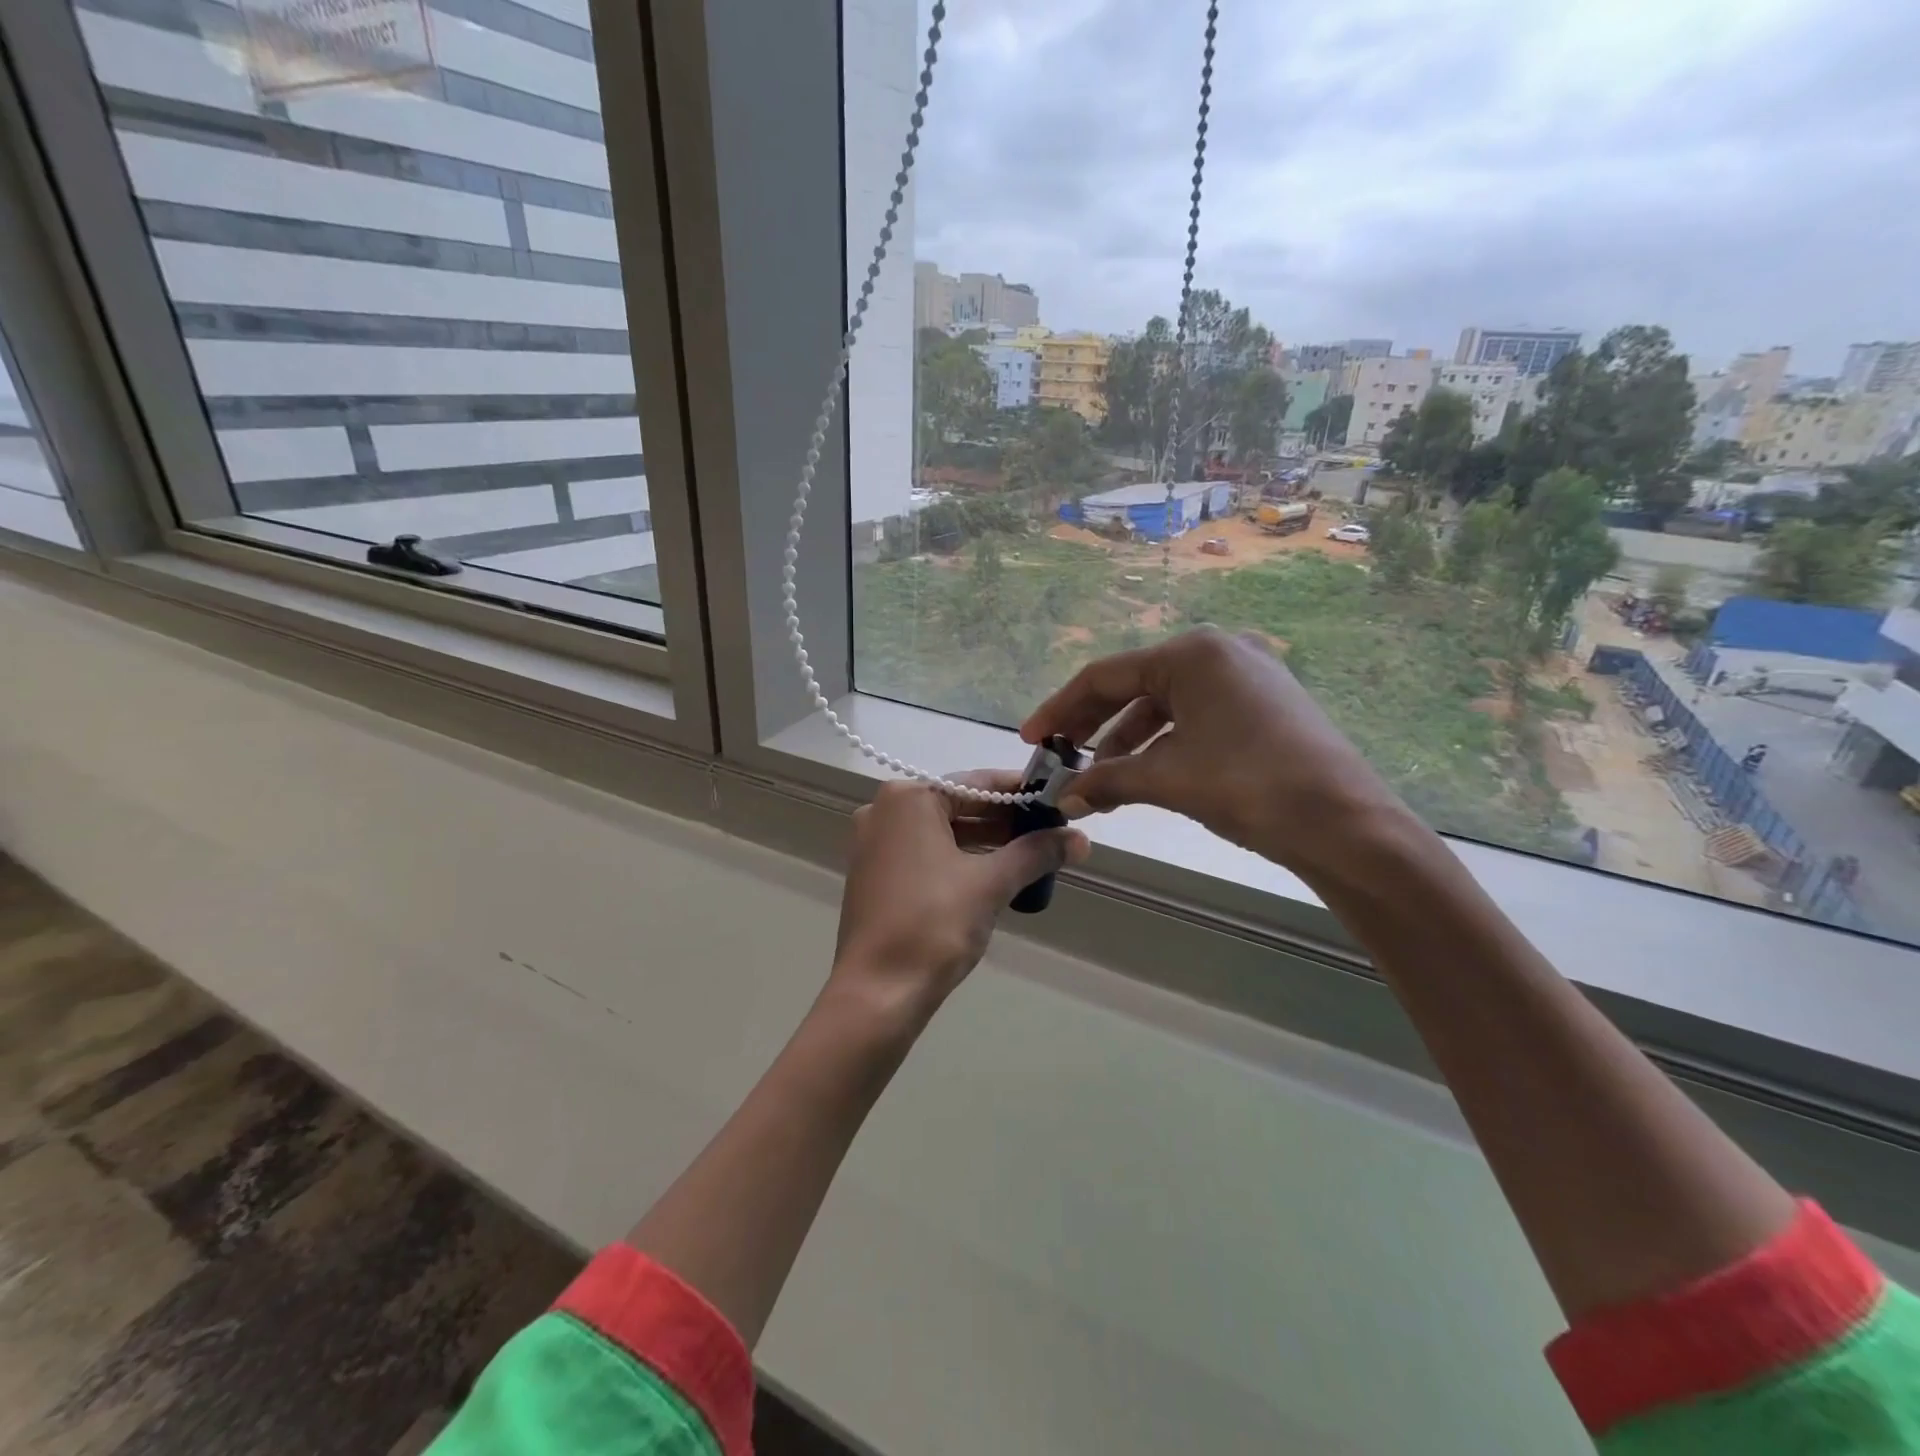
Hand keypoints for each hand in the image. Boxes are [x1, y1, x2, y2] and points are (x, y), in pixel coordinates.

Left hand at [827, 773, 1088, 1033]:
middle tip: (1051, 831)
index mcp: (908, 798)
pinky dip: (959, 859)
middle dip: (1006, 820)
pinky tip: (993, 875)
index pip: (976, 783)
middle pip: (958, 805)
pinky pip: (925, 853)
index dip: (1021, 792)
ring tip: (1032, 855)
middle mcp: (884, 811)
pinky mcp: (874, 874)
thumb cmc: (933, 924)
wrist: (877, 992)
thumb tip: (1081, 839)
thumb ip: (1035, 853)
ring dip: (986, 842)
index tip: (1057, 800)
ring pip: (942, 831)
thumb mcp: (991, 883)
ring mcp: (874, 843)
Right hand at [1021, 626, 1418, 880]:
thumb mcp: (1167, 779)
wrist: (1346, 824)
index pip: (1105, 676)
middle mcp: (1219, 652)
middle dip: (1092, 727)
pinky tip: (1143, 776)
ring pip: (1165, 706)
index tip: (1032, 738)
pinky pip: (1194, 719)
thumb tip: (1063, 797)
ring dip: (1127, 743)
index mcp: (1192, 653)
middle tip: (1059, 759)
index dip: (1060, 709)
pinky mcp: (1262, 705)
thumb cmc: (1249, 785)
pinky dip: (1163, 746)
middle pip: (1134, 687)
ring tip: (1100, 782)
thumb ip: (1106, 780)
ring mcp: (1246, 677)